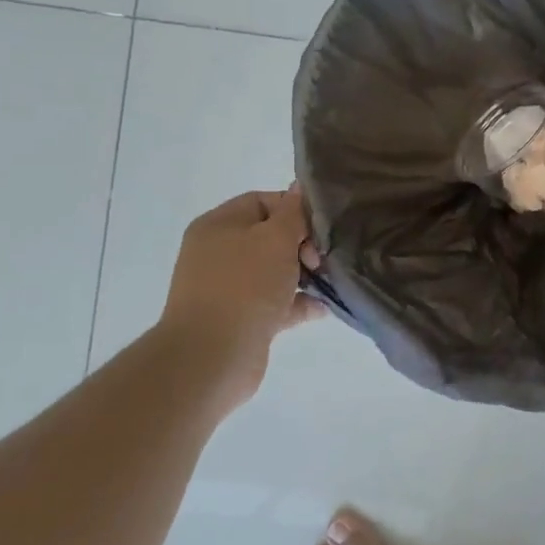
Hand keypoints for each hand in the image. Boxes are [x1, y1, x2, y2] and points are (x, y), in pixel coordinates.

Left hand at [159, 186, 322, 400]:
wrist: (213, 356)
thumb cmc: (245, 286)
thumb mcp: (276, 239)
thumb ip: (294, 214)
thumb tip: (300, 188)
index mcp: (219, 225)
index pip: (263, 201)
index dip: (295, 210)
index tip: (321, 227)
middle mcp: (220, 253)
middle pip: (271, 237)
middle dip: (303, 245)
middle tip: (321, 259)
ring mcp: (229, 288)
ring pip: (276, 272)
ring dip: (305, 275)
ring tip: (331, 281)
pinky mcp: (242, 319)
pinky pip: (276, 303)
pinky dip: (299, 303)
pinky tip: (323, 308)